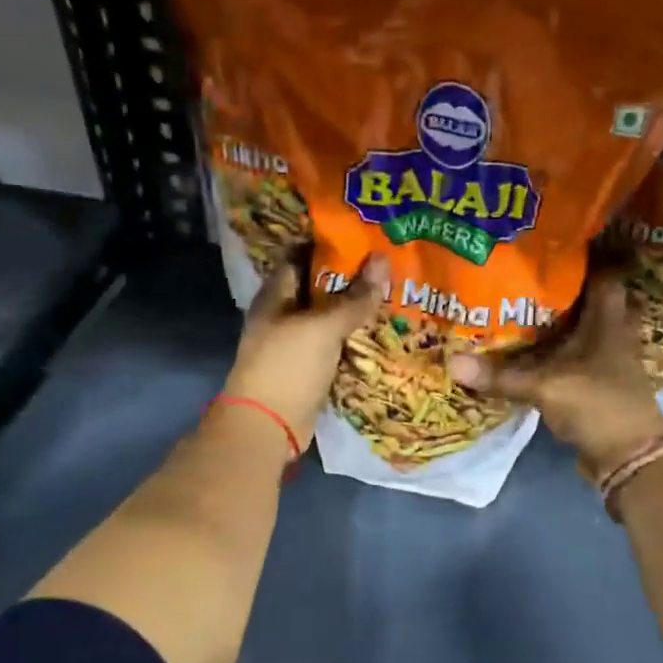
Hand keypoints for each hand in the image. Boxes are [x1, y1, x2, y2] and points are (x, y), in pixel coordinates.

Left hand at [224, 254, 389, 446]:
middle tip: (389, 264)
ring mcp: (296, 344)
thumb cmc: (287, 366)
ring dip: (356, 309)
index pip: (301, 256)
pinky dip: (355, 338)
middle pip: (320, 287)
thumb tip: (382, 260)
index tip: (364, 236)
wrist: (268, 426)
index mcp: (276, 295)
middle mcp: (284, 315)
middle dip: (351, 277)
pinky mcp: (310, 368)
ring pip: (330, 318)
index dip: (329, 244)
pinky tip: (383, 331)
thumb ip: (354, 298)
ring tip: (394, 292)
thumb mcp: (323, 327)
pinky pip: (336, 345)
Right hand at [447, 274, 662, 478]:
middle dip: (563, 288)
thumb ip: (502, 376)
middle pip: (590, 298)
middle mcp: (612, 332)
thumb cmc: (597, 405)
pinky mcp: (598, 381)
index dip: (581, 257)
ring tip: (519, 306)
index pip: (603, 273)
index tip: (548, 247)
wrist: (629, 456)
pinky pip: (574, 355)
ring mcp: (607, 358)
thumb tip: (454, 362)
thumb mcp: (546, 387)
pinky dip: (555, 350)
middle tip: (526, 276)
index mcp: (608, 320)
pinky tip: (528, 349)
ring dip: (558, 320)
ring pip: (581, 327)